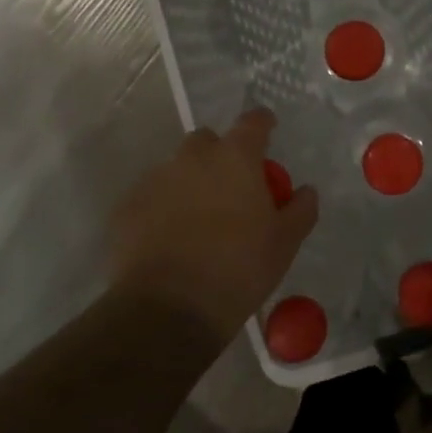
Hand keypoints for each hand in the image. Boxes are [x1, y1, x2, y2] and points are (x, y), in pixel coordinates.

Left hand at [114, 109, 318, 342]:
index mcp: (236, 158)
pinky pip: (152, 197)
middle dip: (221, 155)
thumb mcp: (286, 243)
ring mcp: (155, 180)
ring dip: (191, 183)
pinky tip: (172, 239)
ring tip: (200, 221)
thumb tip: (305, 191)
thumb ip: (300, 209)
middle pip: (208, 141)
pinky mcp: (126, 208)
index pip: (253, 123)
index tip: (269, 131)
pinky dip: (164, 208)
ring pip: (177, 169)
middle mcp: (192, 158)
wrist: (168, 309)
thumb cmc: (239, 268)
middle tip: (234, 189)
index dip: (263, 124)